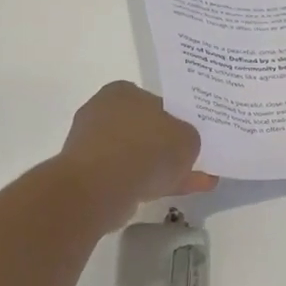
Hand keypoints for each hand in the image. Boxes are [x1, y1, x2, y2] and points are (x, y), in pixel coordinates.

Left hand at [58, 81, 217, 229]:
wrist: (101, 188)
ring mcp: (93, 146)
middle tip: (194, 161)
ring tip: (196, 184)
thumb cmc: (147, 148)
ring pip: (139, 157)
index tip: (190, 138)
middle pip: (146, 131)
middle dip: (170, 148)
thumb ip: (188, 137)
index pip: (155, 103)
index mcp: (123, 92)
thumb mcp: (187, 138)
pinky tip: (176, 193)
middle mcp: (103, 113)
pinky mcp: (89, 175)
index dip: (176, 120)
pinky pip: (129, 176)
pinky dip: (151, 183)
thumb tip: (182, 144)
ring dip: (164, 169)